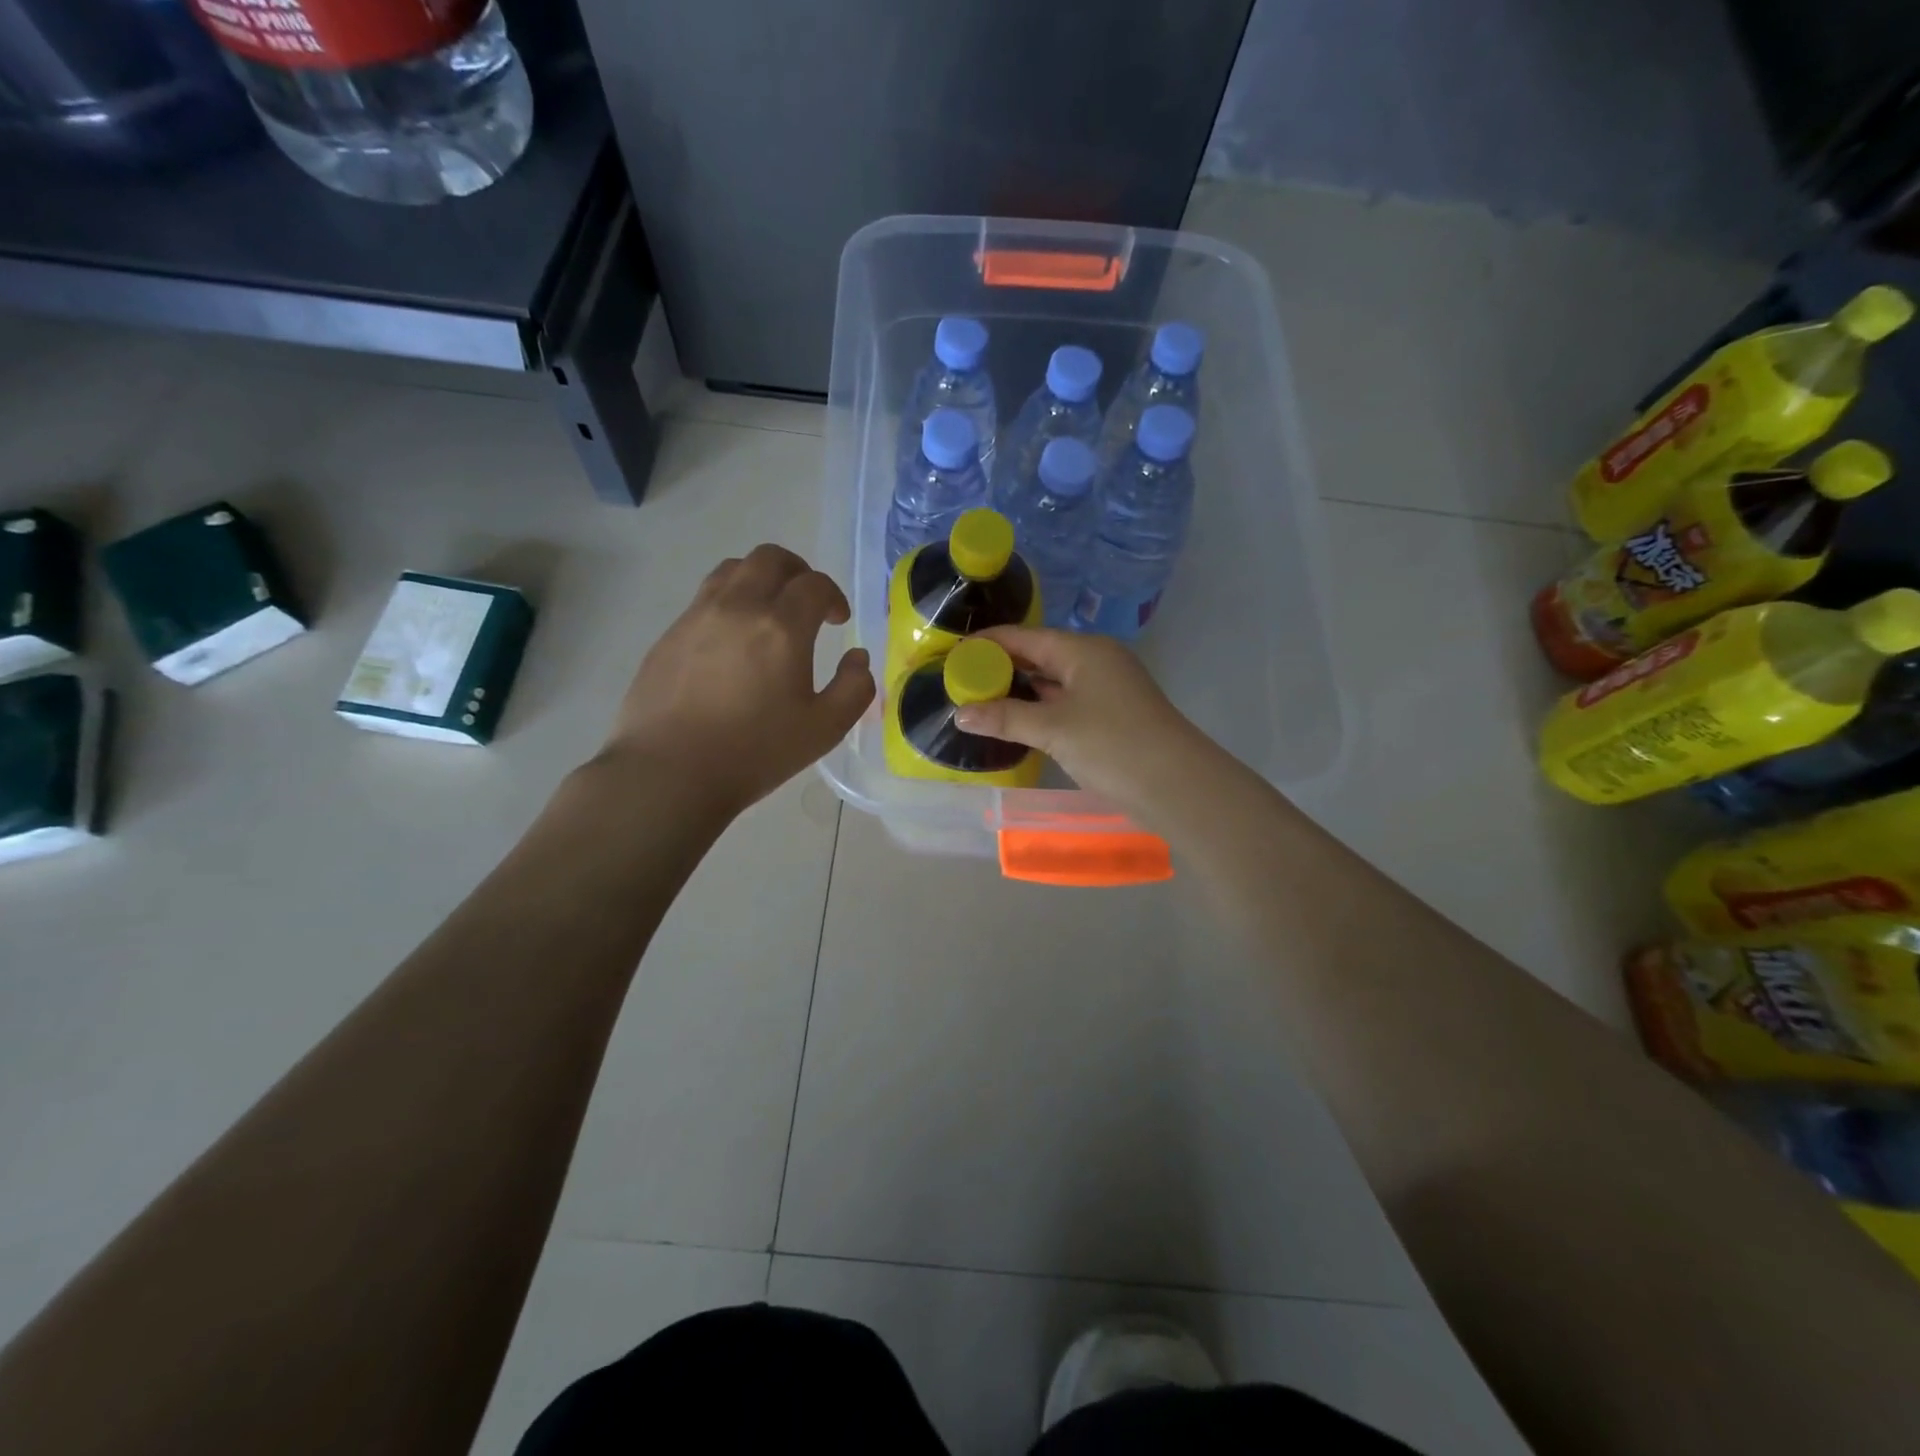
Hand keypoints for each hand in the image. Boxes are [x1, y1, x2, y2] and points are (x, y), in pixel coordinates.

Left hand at [597, 545, 874, 814]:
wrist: (668, 772)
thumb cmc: (754, 752)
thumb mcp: (823, 730)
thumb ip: (854, 688)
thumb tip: (857, 658)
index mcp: (781, 627)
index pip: (814, 584)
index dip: (833, 596)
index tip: (837, 620)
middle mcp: (738, 607)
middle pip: (770, 558)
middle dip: (798, 572)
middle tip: (807, 603)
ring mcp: (697, 616)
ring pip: (733, 570)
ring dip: (760, 579)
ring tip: (768, 613)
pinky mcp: (669, 634)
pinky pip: (704, 597)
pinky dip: (729, 602)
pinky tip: (732, 642)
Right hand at [952, 626, 1215, 816]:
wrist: (1177, 786)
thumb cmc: (1113, 744)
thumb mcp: (1053, 729)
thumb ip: (1005, 718)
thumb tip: (960, 713)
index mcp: (1083, 650)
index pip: (1026, 636)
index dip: (989, 643)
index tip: (954, 653)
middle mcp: (1095, 662)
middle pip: (1040, 656)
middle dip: (1002, 667)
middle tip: (961, 680)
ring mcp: (1106, 690)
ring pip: (1053, 682)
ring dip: (1020, 690)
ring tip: (980, 699)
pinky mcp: (1110, 716)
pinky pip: (1065, 703)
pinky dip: (1039, 709)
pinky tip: (1016, 721)